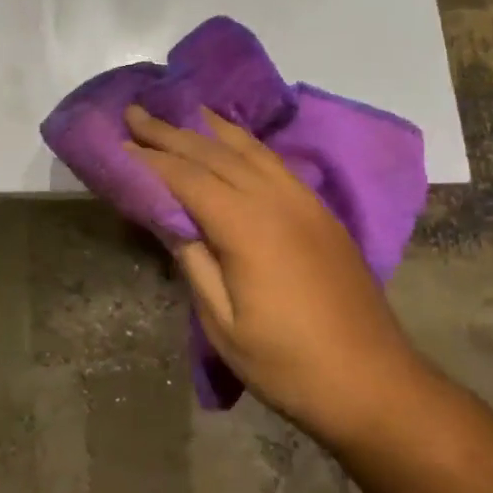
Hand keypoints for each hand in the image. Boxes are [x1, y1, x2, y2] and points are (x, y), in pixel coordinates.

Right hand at [123, 104, 419, 437]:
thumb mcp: (223, 323)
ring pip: (249, 149)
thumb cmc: (287, 363)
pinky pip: (274, 161)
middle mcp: (276, 198)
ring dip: (210, 128)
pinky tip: (234, 141)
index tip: (119, 142)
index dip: (150, 159)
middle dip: (172, 132)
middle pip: (215, 153)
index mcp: (247, 226)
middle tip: (136, 112)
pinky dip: (246, 143)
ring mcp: (304, 200)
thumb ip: (194, 262)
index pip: (187, 178)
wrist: (372, 380)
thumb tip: (168, 218)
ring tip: (182, 111)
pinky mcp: (320, 210)